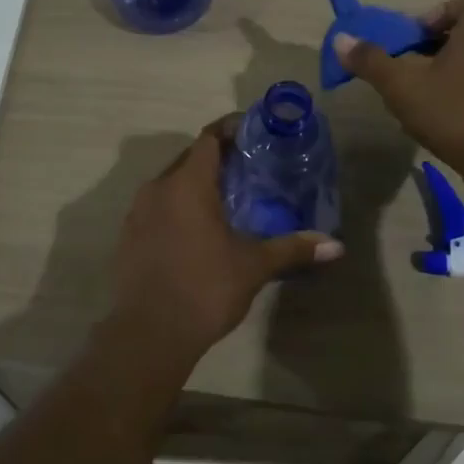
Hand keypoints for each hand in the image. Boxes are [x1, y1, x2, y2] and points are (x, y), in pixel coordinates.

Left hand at [110, 117, 343, 359]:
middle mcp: (158, 188)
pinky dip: (177, 207)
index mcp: (187, 184)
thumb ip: (292, 248)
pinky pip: (156, 207)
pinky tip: (195, 230)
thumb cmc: (205, 288)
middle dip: (216, 158)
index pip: (208, 138)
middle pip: (189, 158)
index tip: (252, 132)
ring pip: (170, 183)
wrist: (148, 334)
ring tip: (225, 198)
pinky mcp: (128, 236)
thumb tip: (335, 245)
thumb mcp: (253, 266)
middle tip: (247, 167)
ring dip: (195, 184)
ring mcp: (137, 212)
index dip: (230, 129)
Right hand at [334, 0, 463, 177]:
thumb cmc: (451, 113)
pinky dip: (458, 101)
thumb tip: (341, 39)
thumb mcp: (401, 85)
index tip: (418, 34)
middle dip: (435, 48)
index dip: (442, 12)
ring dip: (446, 76)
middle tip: (408, 66)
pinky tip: (437, 122)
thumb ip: (371, 61)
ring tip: (418, 97)